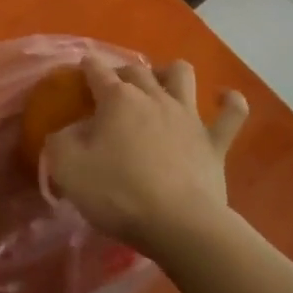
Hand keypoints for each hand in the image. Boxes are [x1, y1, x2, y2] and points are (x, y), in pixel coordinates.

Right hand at [42, 56, 247, 260]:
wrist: (179, 225)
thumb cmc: (119, 194)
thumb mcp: (69, 170)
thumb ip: (60, 143)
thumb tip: (66, 132)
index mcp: (118, 99)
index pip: (97, 71)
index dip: (86, 67)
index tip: (80, 69)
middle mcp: (154, 97)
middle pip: (136, 70)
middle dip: (122, 73)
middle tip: (112, 90)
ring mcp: (189, 116)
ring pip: (182, 75)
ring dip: (170, 73)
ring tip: (161, 84)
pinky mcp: (215, 141)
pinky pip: (232, 112)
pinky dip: (229, 101)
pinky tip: (224, 98)